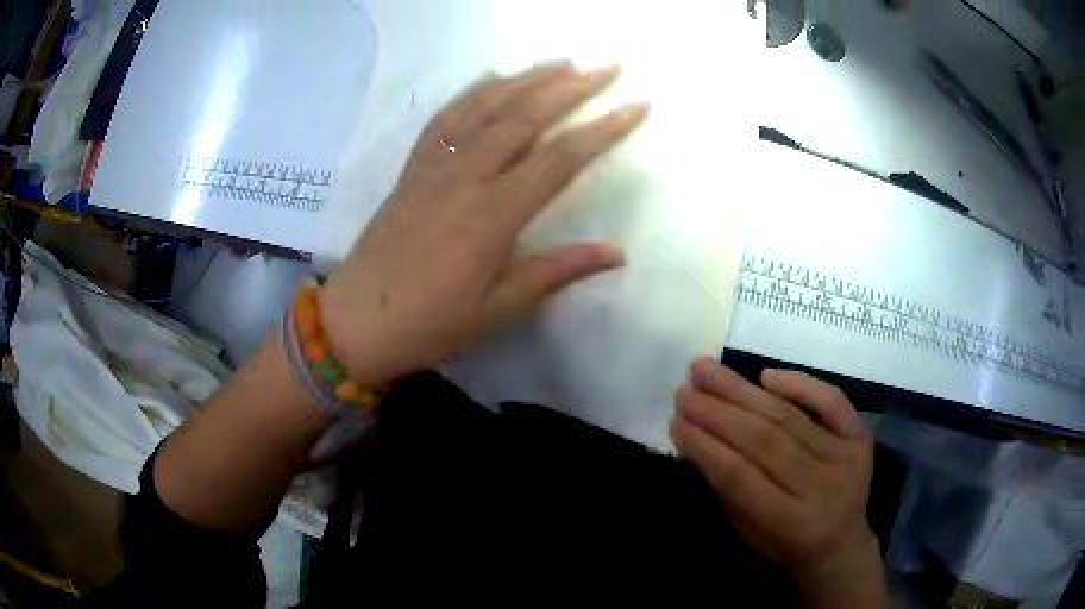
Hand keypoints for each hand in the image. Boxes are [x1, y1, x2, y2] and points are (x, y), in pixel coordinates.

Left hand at [320, 64, 649, 383]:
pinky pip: (445, 119)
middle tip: (608, 67)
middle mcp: (465, 177)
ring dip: (528, 79)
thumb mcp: (498, 310)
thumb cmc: (430, 324)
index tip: (637, 105)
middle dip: (572, 88)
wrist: (356, 321)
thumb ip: (557, 271)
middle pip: (526, 117)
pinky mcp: (413, 169)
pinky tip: (494, 77)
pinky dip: (473, 92)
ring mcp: (434, 167)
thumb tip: (618, 252)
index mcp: (493, 215)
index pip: (561, 159)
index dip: (604, 129)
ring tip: (564, 63)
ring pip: (486, 107)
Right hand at [671, 359, 885, 603]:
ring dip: (743, 391)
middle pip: (764, 440)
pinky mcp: (860, 437)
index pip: (740, 477)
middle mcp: (822, 486)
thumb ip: (729, 488)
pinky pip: (832, 401)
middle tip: (684, 390)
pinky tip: (766, 375)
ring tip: (707, 371)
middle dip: (718, 412)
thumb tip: (699, 437)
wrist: (840, 544)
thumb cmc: (785, 543)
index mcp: (791, 523)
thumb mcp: (749, 531)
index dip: (705, 447)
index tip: (674, 422)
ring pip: (789, 417)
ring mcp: (845, 457)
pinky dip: (800, 384)